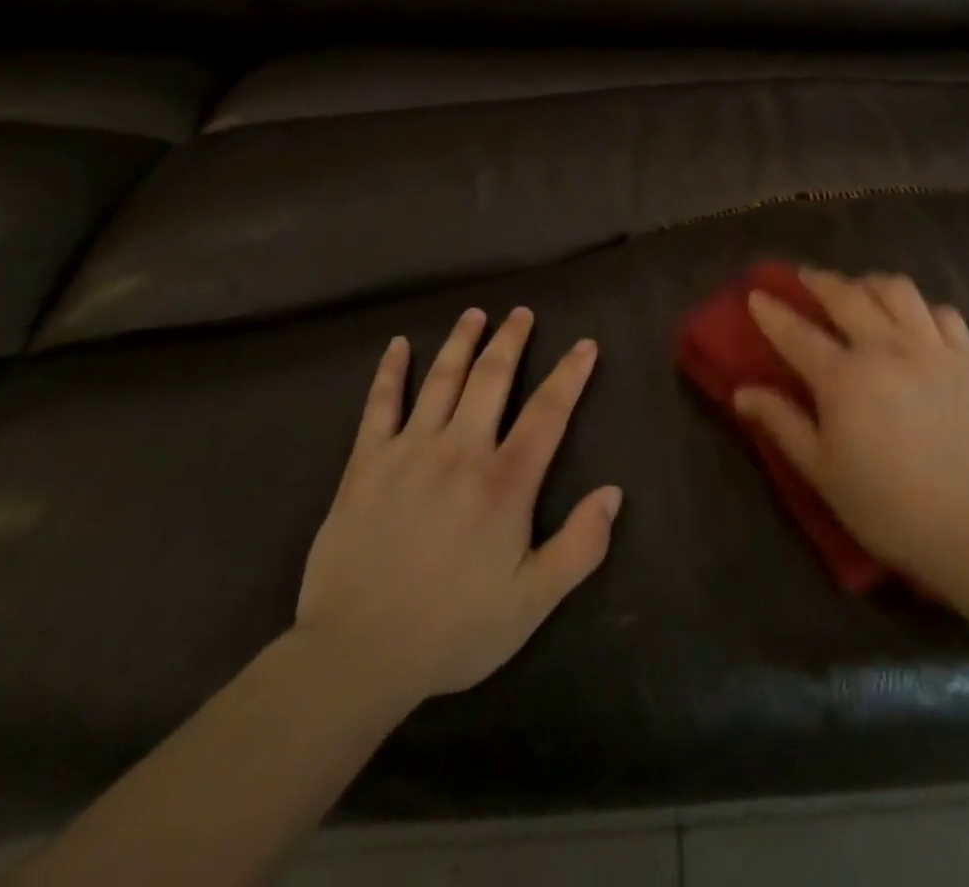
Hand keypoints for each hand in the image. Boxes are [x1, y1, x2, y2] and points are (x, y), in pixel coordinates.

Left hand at [294, 307, 622, 703]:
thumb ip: (579, 546)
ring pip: (441, 379)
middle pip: (492, 379)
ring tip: (475, 314)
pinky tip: (396, 346)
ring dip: (461, 341)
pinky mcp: (365, 463)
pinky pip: (380, 404)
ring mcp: (409, 451)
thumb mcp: (532, 602)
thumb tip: (613, 493)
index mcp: (504, 482)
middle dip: (511, 341)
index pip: (547, 413)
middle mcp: (460, 451)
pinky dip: (390, 371)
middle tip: (522, 313)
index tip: (585, 345)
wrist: (356, 655)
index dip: (570, 375)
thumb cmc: (452, 629)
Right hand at [735, 268, 968, 596]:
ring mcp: (932, 349)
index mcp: (843, 378)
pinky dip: (922, 307)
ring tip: (860, 289)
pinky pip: (944, 314)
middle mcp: (886, 349)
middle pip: (846, 296)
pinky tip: (915, 319)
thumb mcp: (823, 473)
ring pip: (898, 291)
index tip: (756, 294)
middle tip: (804, 277)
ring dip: (870, 283)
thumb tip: (741, 392)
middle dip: (819, 281)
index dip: (772, 312)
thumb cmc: (890, 508)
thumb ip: (782, 424)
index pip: (796, 332)